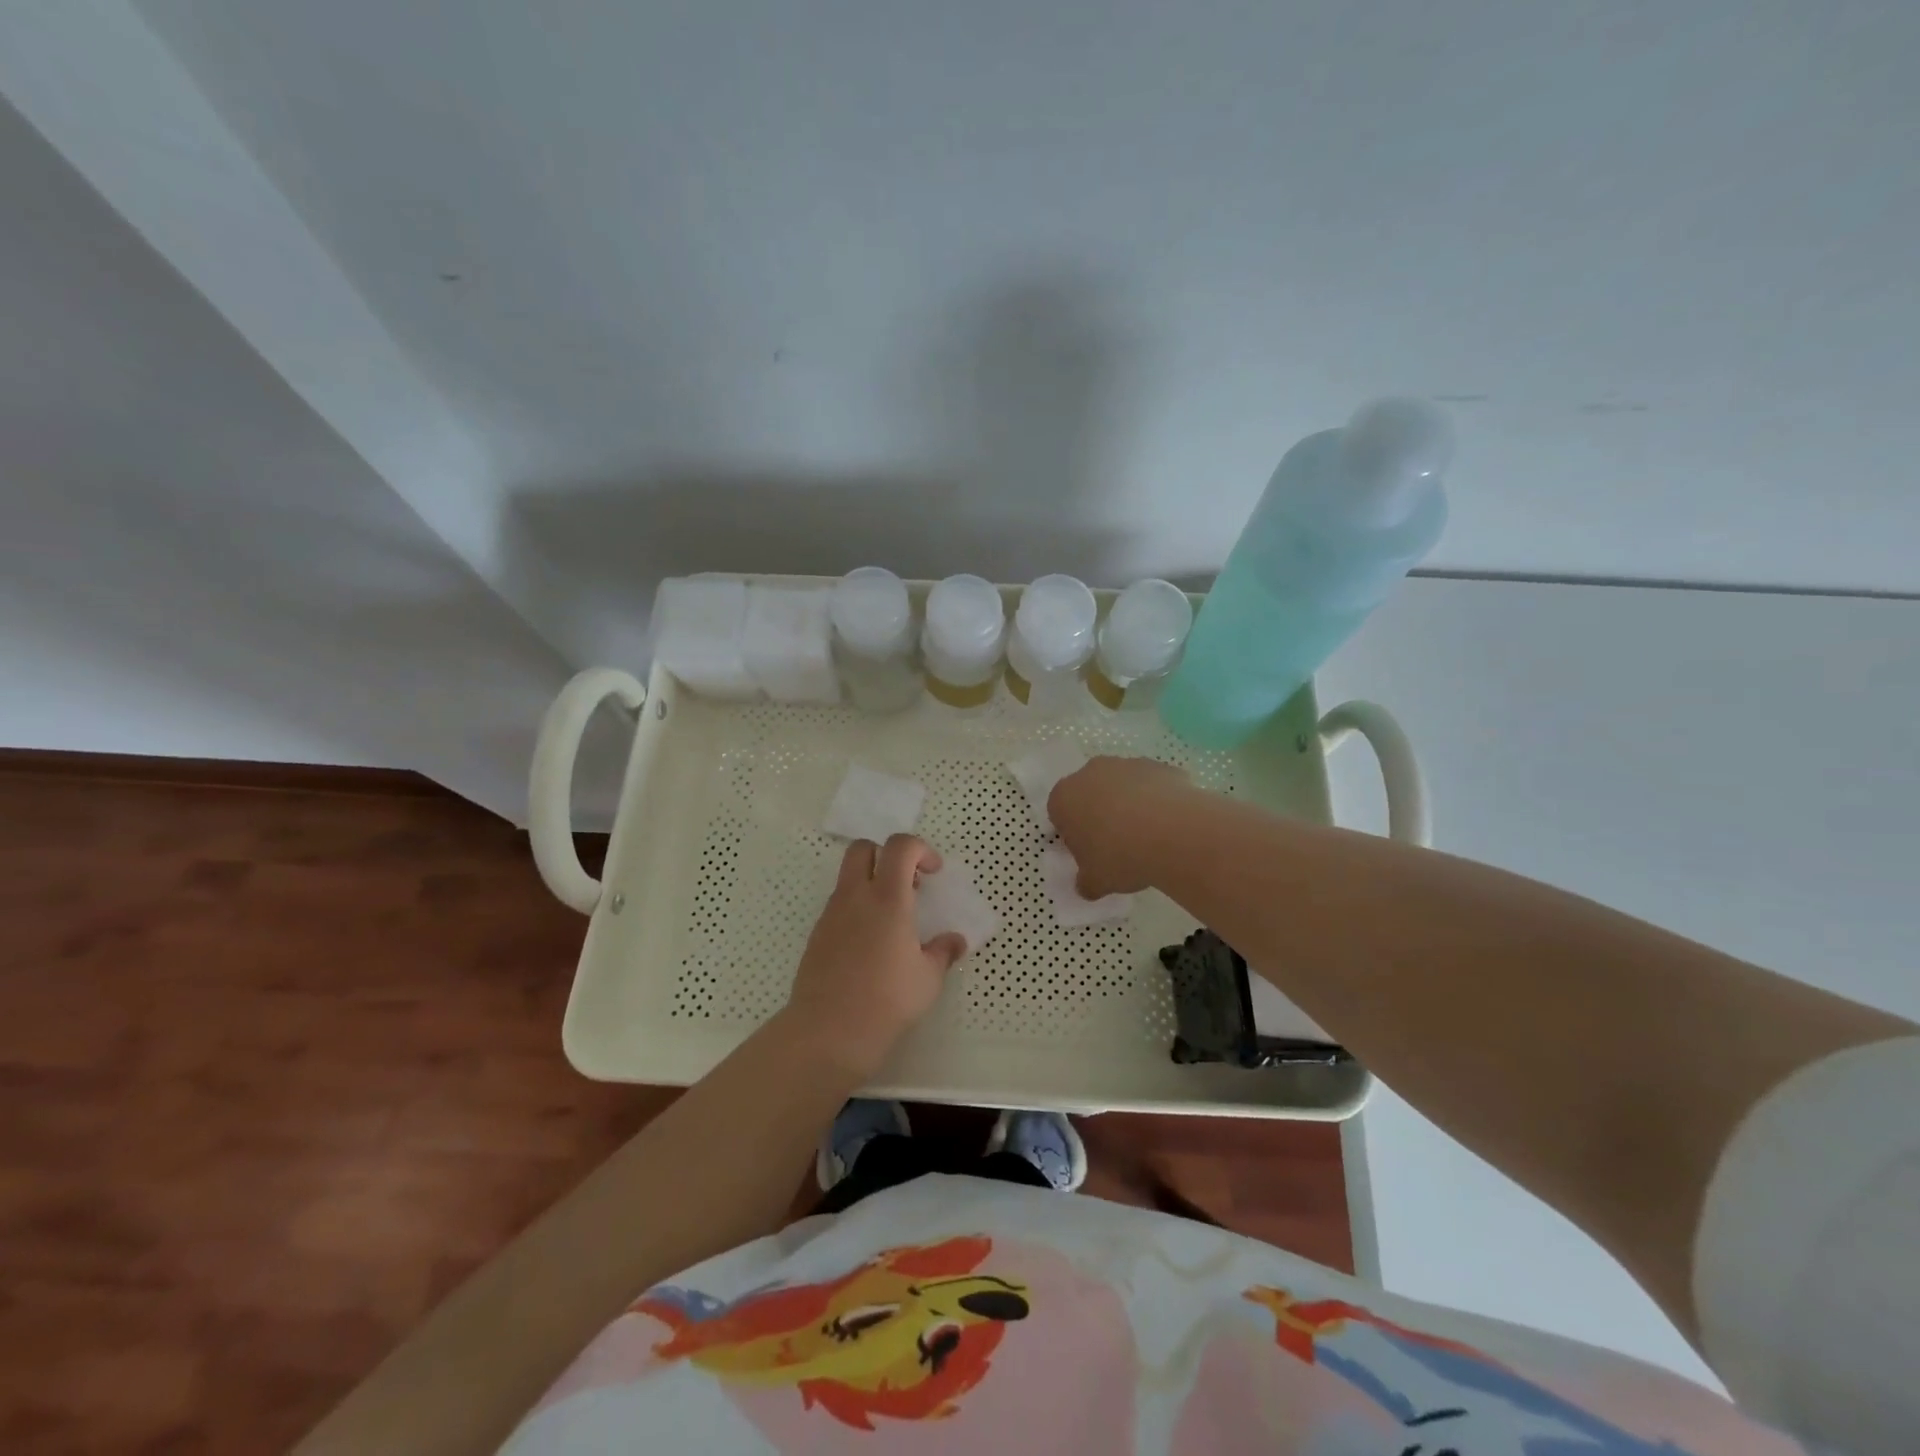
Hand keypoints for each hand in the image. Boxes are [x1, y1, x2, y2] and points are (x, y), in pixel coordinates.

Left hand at [781, 834, 966, 1075]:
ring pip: (848, 878)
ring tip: (893, 921)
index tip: (933, 873)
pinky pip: (839, 906)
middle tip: (908, 885)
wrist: (829, 1031)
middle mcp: (855, 897)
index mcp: (887, 898)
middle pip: (863, 848)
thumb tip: (955, 941)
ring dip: (871, 884)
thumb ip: (943, 952)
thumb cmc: (887, 1000)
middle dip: (886, 855)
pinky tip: (870, 945)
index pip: (900, 847)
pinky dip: (857, 910)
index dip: (920, 849)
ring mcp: (831, 914)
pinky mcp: (817, 935)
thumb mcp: (928, 978)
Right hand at [1048, 756, 1191, 897]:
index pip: (1060, 814)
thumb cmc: (1119, 856)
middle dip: (1100, 814)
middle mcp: (1091, 773)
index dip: (1074, 834)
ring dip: (1130, 805)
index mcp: (1064, 798)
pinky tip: (1170, 825)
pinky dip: (1158, 801)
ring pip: (1123, 786)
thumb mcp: (1095, 882)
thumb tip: (1086, 886)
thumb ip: (1085, 882)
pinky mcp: (1160, 766)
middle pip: (1090, 793)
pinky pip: (1153, 786)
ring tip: (1148, 836)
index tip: (1089, 853)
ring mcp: (1128, 765)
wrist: (1173, 833)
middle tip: (1116, 844)